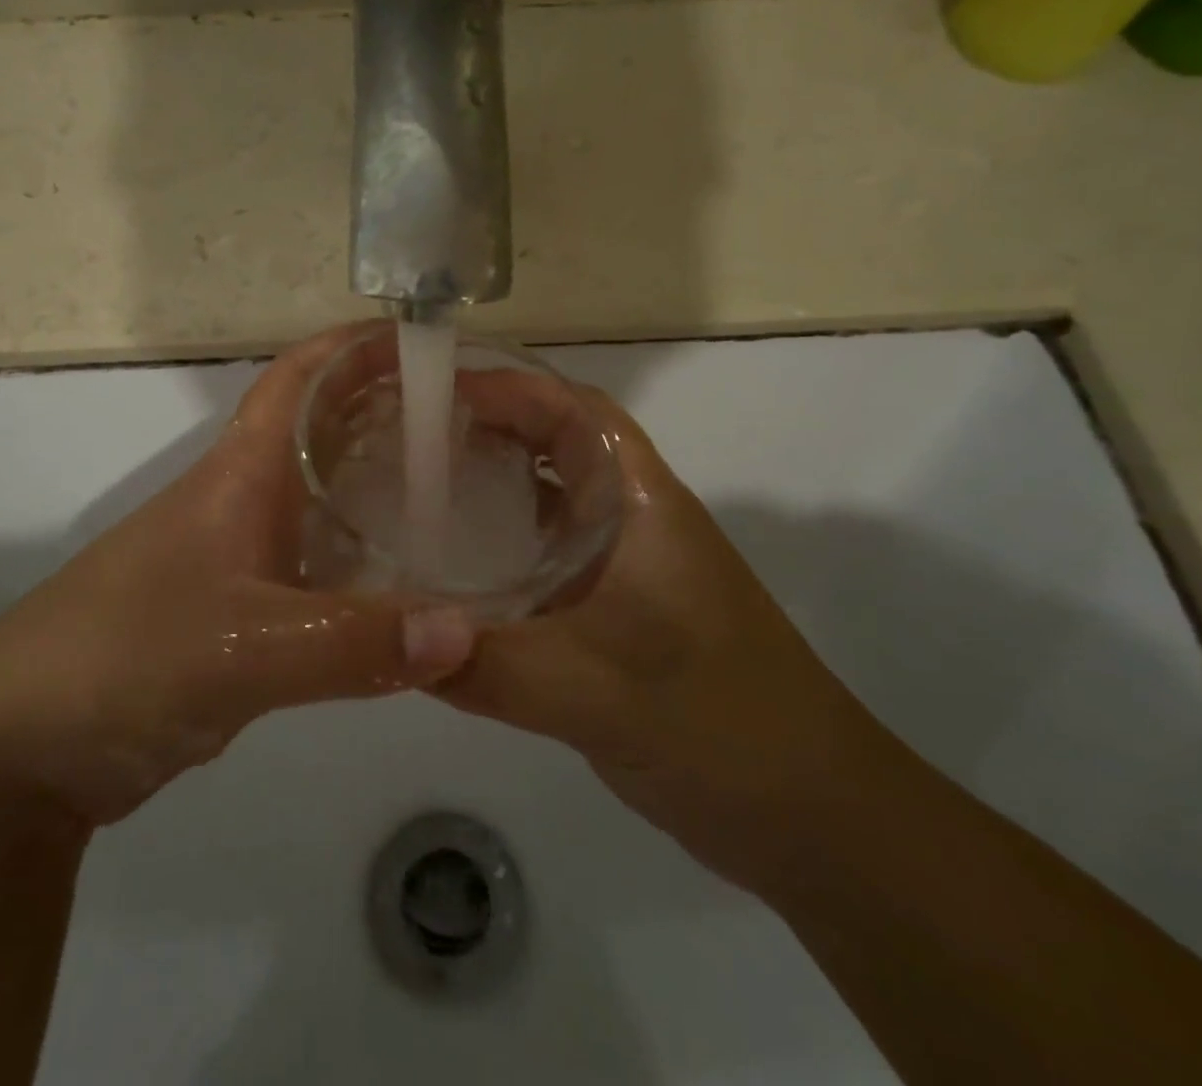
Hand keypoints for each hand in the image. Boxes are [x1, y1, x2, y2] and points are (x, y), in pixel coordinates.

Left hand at [0, 323, 477, 827]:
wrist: (23, 744)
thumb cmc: (124, 658)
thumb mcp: (244, 648)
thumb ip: (354, 642)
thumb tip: (468, 632)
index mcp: (240, 473)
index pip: (300, 378)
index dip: (355, 346)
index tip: (429, 338)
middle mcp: (244, 499)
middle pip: (324, 430)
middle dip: (390, 409)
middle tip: (475, 417)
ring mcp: (241, 555)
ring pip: (325, 498)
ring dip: (381, 483)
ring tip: (463, 487)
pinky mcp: (242, 610)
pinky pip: (320, 564)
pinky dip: (366, 558)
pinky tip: (411, 579)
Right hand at [436, 389, 894, 894]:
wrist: (811, 814)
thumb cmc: (719, 725)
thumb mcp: (594, 692)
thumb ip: (487, 666)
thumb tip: (391, 640)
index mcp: (640, 504)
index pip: (575, 411)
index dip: (508, 387)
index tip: (432, 392)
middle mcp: (630, 520)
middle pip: (554, 444)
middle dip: (485, 427)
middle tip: (405, 438)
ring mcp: (623, 566)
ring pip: (547, 499)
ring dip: (490, 483)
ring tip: (412, 489)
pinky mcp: (612, 611)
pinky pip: (543, 555)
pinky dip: (498, 545)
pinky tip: (450, 571)